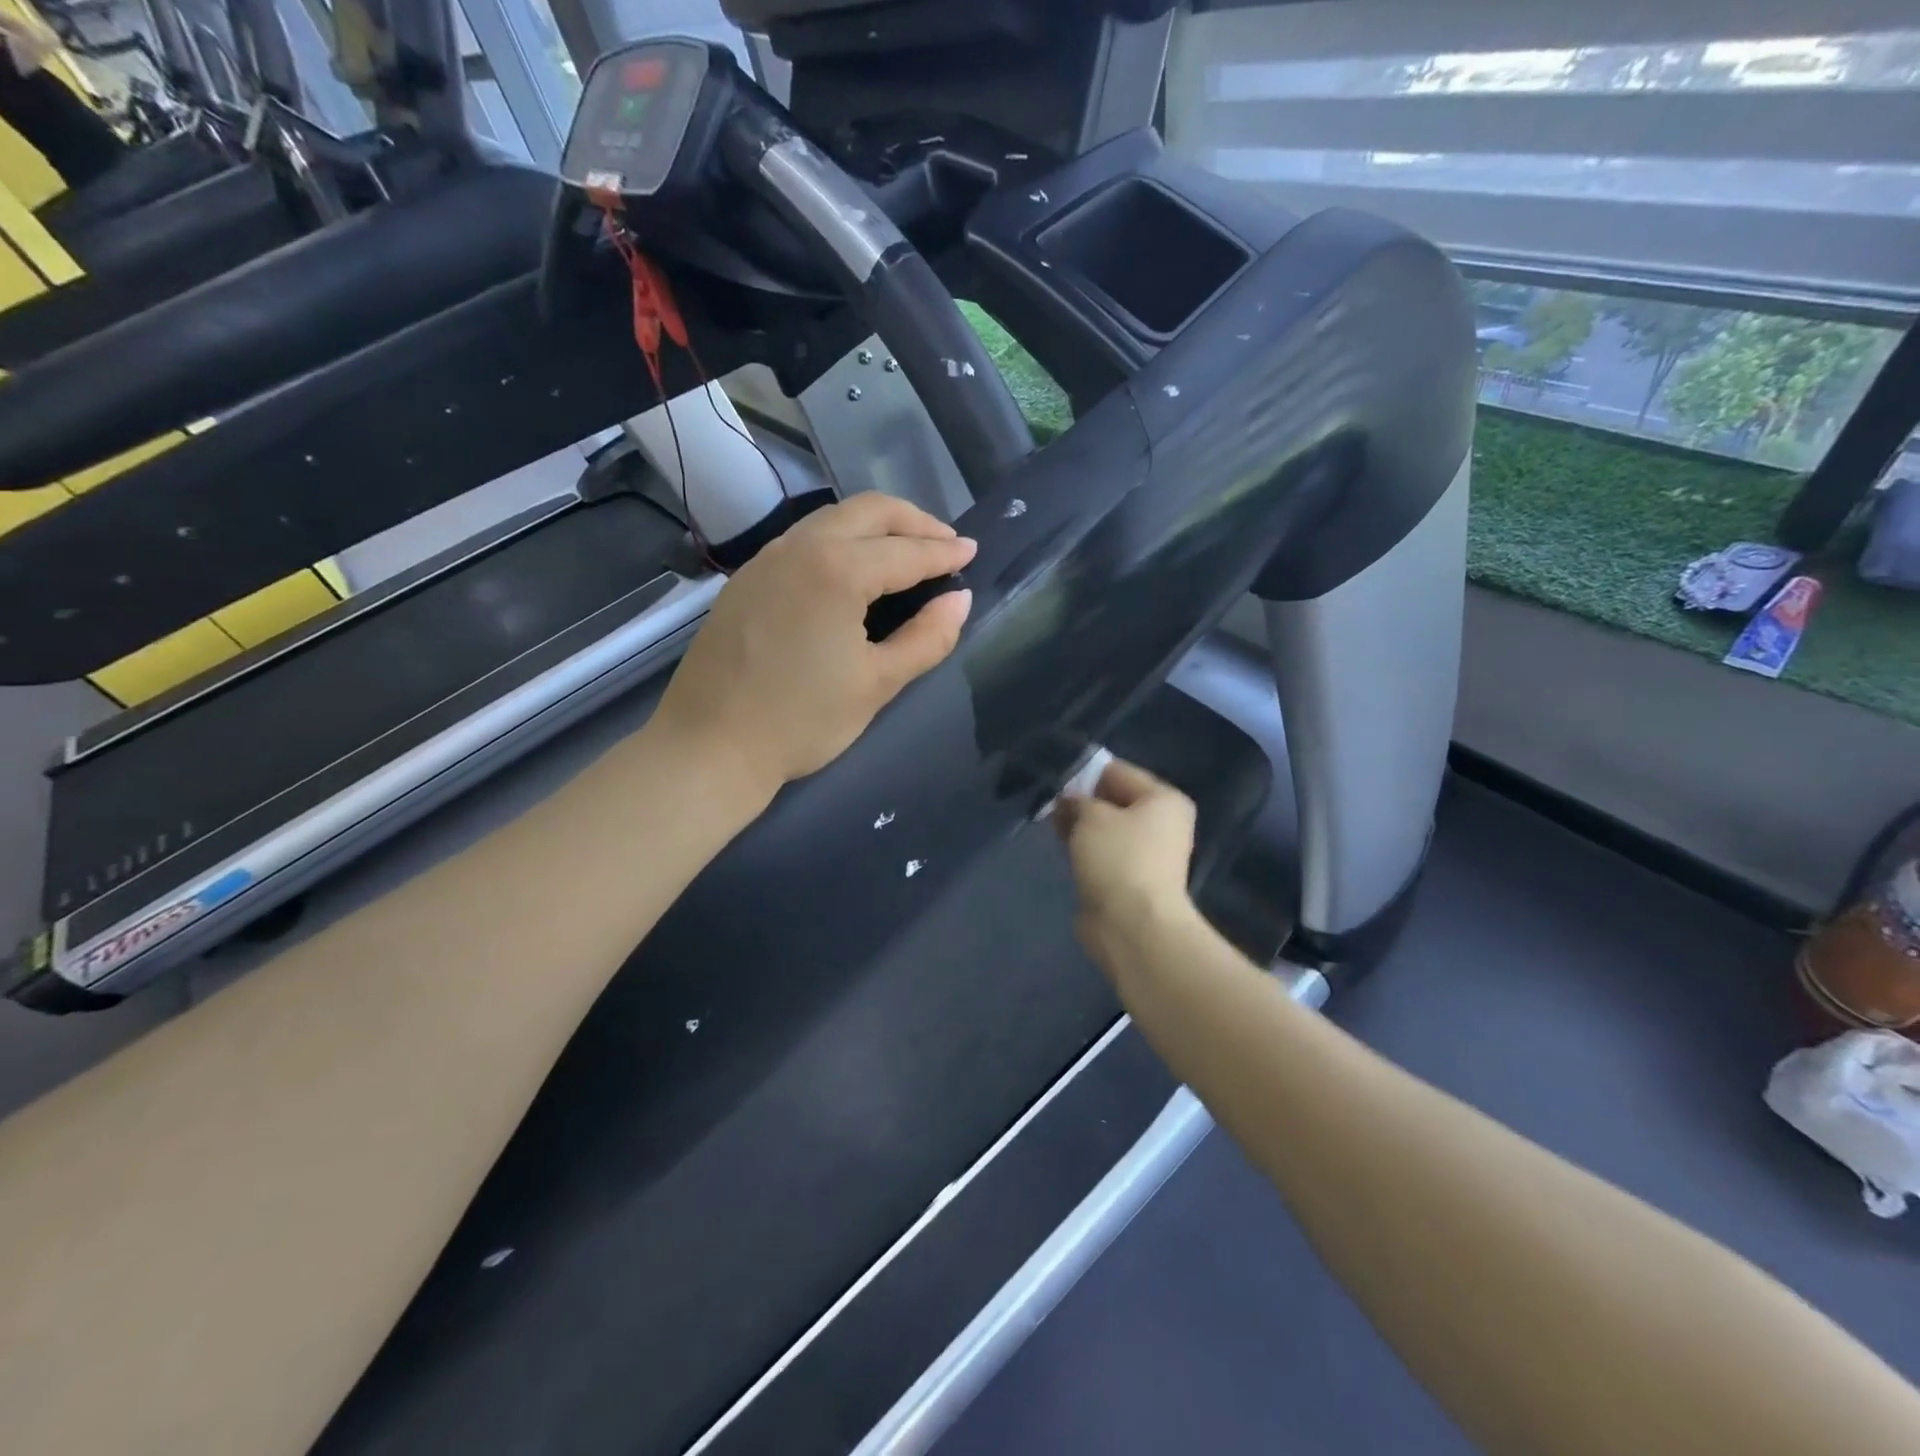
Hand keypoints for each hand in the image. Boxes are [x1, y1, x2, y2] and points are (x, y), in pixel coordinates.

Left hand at [651, 492, 975, 797]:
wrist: (710, 747)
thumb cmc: (801, 721)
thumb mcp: (877, 684)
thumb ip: (927, 638)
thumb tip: (959, 601)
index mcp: (837, 570)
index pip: (905, 551)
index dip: (944, 552)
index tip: (972, 551)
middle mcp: (799, 547)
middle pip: (868, 512)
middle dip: (913, 521)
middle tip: (945, 543)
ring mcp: (766, 559)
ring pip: (832, 519)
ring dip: (876, 526)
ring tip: (906, 551)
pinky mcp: (746, 578)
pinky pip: (804, 539)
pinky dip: (841, 540)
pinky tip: (854, 569)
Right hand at [1053, 758, 1198, 970]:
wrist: (1133, 925)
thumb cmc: (1118, 858)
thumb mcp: (1091, 816)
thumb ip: (1078, 801)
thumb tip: (1070, 800)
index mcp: (1164, 799)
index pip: (1119, 772)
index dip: (1085, 773)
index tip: (1055, 778)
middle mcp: (1163, 823)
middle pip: (1115, 801)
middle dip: (1083, 802)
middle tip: (1051, 804)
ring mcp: (1150, 854)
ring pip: (1108, 829)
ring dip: (1083, 827)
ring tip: (1054, 826)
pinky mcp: (1133, 880)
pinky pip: (1106, 854)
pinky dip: (1087, 850)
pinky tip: (1066, 851)